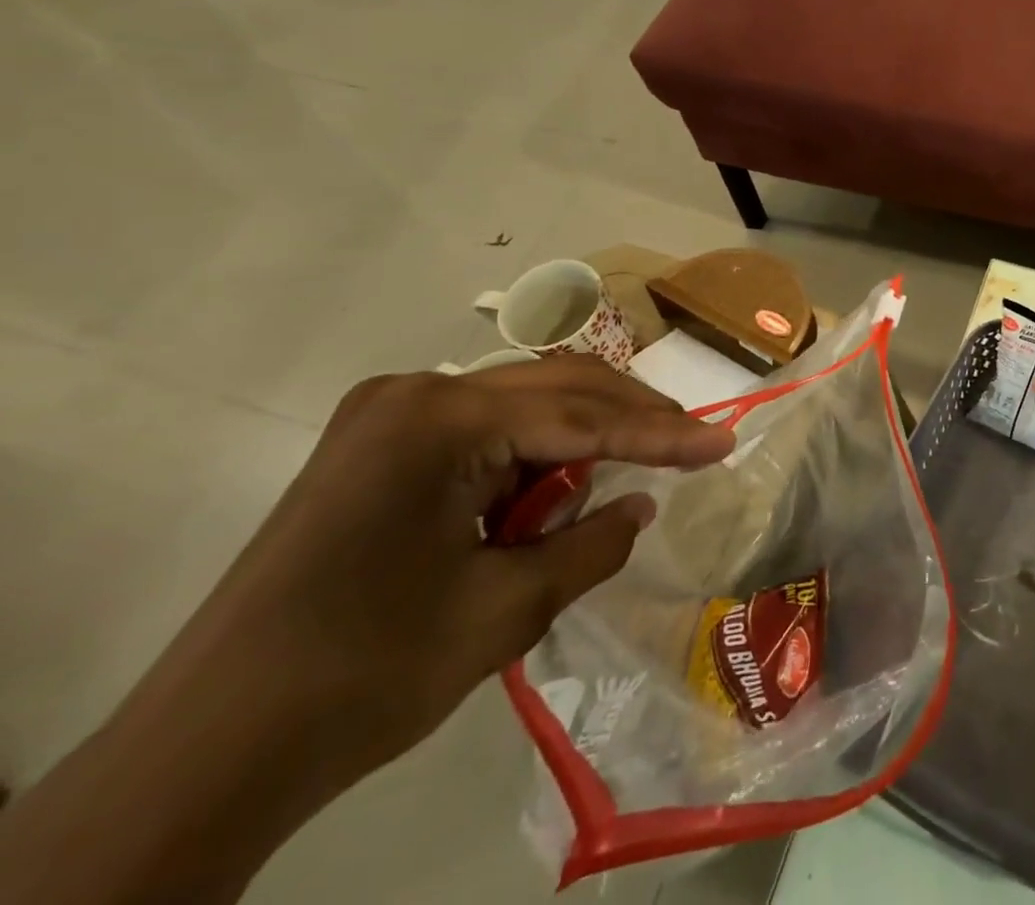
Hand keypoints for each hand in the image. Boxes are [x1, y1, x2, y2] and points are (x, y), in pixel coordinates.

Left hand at [163, 355, 735, 785]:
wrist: (198, 758)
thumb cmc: (362, 677)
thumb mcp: (504, 611)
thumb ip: (592, 545)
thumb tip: (640, 506)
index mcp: (441, 421)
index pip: (583, 418)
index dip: (663, 434)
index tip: (725, 441)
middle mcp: (415, 395)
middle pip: (556, 388)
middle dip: (630, 417)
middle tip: (693, 443)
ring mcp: (386, 417)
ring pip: (522, 403)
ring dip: (581, 435)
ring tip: (630, 474)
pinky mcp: (373, 447)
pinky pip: (482, 430)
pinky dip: (531, 455)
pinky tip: (554, 492)